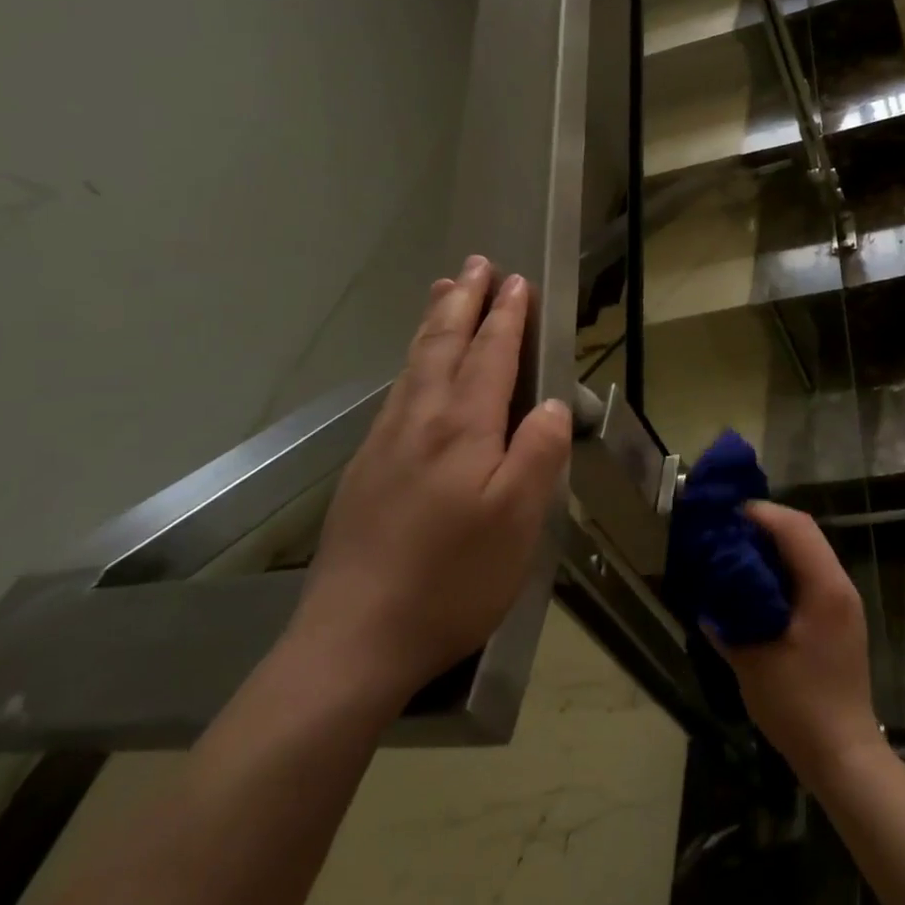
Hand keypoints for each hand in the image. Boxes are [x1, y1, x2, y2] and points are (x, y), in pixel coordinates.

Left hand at [290, 256, 572, 702]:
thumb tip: (550, 405)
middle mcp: (419, 421)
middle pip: (443, 346)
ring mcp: (385, 444)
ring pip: (414, 365)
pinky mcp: (366, 470)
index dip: (506, 317)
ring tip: (443, 292)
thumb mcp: (518, 521)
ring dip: (433, 323)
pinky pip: (396, 393)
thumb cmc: (452, 580)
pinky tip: (415, 371)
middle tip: (475, 264)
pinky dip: (413, 362)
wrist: (354, 640)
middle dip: (464, 302)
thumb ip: (537, 453)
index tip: (516, 281)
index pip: (490, 356)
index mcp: (461, 429)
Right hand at [712, 502, 883, 788]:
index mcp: (824, 587)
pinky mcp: (839, 619)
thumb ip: (727, 623)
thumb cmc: (799, 705)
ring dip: (774, 547)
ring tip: (736, 555)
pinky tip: (756, 588)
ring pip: (807, 552)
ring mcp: (843, 602)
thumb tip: (706, 596)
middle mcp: (840, 585)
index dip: (759, 513)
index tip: (725, 517)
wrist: (844, 755)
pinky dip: (783, 570)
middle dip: (764, 525)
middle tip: (726, 534)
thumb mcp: (752, 662)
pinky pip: (810, 576)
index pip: (794, 526)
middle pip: (803, 533)